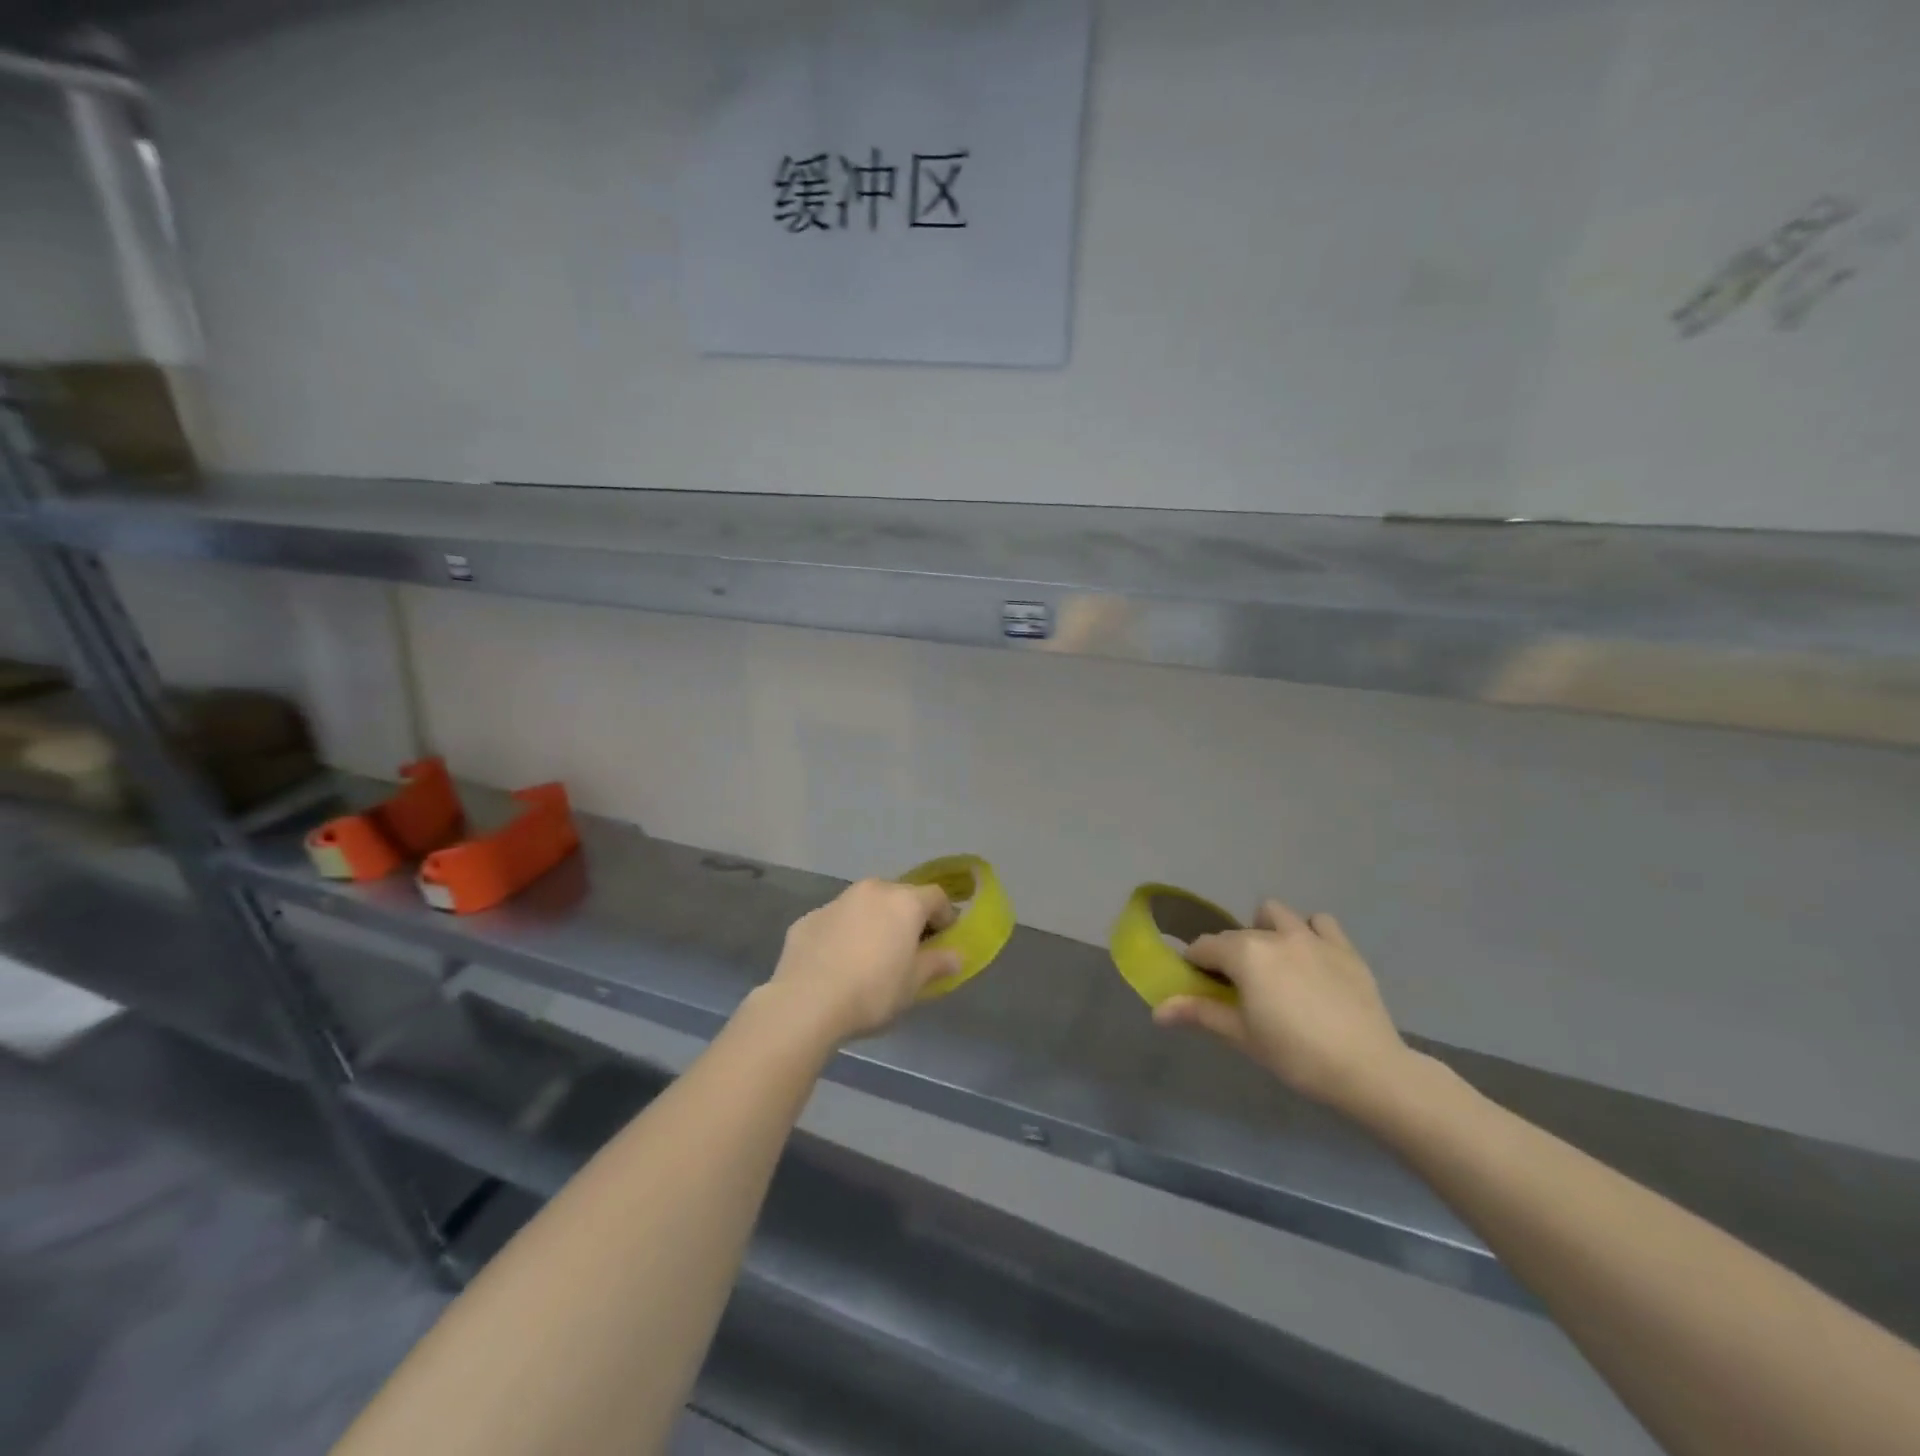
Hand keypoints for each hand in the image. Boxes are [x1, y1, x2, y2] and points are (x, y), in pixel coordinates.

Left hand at [763, 879, 960, 1044]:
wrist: (806, 1002)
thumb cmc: (872, 991)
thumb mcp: (913, 984)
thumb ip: (937, 964)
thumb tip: (956, 955)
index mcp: (904, 902)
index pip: (936, 897)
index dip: (945, 916)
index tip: (944, 940)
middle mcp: (872, 891)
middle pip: (900, 896)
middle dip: (908, 917)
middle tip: (909, 949)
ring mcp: (837, 901)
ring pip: (866, 905)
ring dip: (874, 922)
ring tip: (871, 956)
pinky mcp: (808, 918)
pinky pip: (837, 921)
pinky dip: (844, 934)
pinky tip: (838, 963)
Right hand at [1153, 900, 1421, 1116]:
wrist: (1368, 1069)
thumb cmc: (1295, 1055)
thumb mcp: (1242, 1036)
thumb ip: (1199, 1013)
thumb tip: (1157, 1011)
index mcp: (1245, 954)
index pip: (1205, 947)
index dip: (1195, 964)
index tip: (1199, 984)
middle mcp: (1274, 935)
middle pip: (1237, 934)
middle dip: (1229, 953)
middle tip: (1237, 987)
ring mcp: (1312, 938)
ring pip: (1276, 914)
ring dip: (1266, 929)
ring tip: (1272, 962)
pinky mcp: (1344, 948)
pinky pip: (1320, 922)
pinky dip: (1309, 932)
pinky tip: (1310, 958)